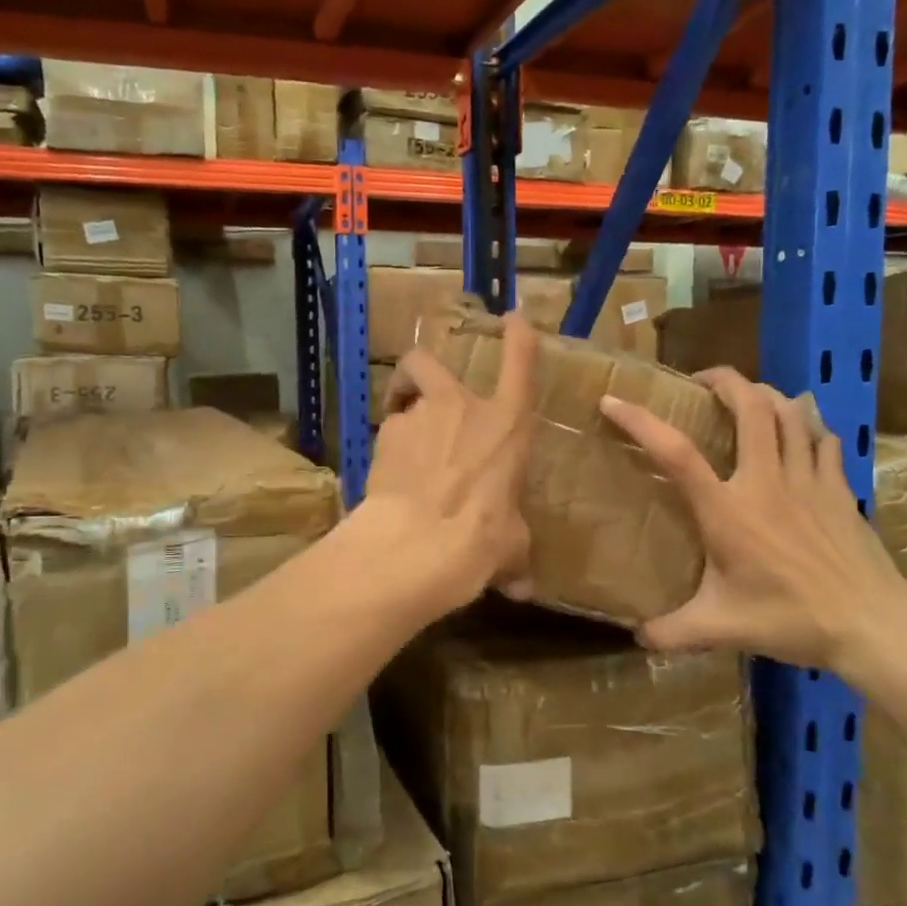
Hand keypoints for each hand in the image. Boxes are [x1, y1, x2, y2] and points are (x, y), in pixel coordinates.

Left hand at [360, 311, 538, 613]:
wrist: (418, 544)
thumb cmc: (481, 539)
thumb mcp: (510, 549)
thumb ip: (515, 557)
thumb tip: (524, 589)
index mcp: (506, 425)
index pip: (519, 363)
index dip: (517, 337)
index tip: (513, 316)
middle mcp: (462, 408)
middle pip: (429, 362)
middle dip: (419, 372)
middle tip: (418, 397)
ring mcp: (418, 418)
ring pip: (402, 401)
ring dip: (403, 419)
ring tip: (405, 455)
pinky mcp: (382, 438)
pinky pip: (386, 436)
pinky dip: (389, 452)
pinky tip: (390, 481)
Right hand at [598, 369, 906, 672]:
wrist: (872, 624)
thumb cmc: (790, 619)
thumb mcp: (721, 629)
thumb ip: (673, 633)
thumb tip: (638, 638)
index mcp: (727, 510)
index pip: (676, 453)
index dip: (640, 421)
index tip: (613, 400)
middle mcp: (765, 481)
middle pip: (750, 406)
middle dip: (724, 381)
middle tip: (702, 382)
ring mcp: (808, 480)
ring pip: (790, 413)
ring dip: (766, 395)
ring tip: (748, 397)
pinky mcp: (839, 488)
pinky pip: (822, 439)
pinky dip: (806, 425)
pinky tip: (799, 432)